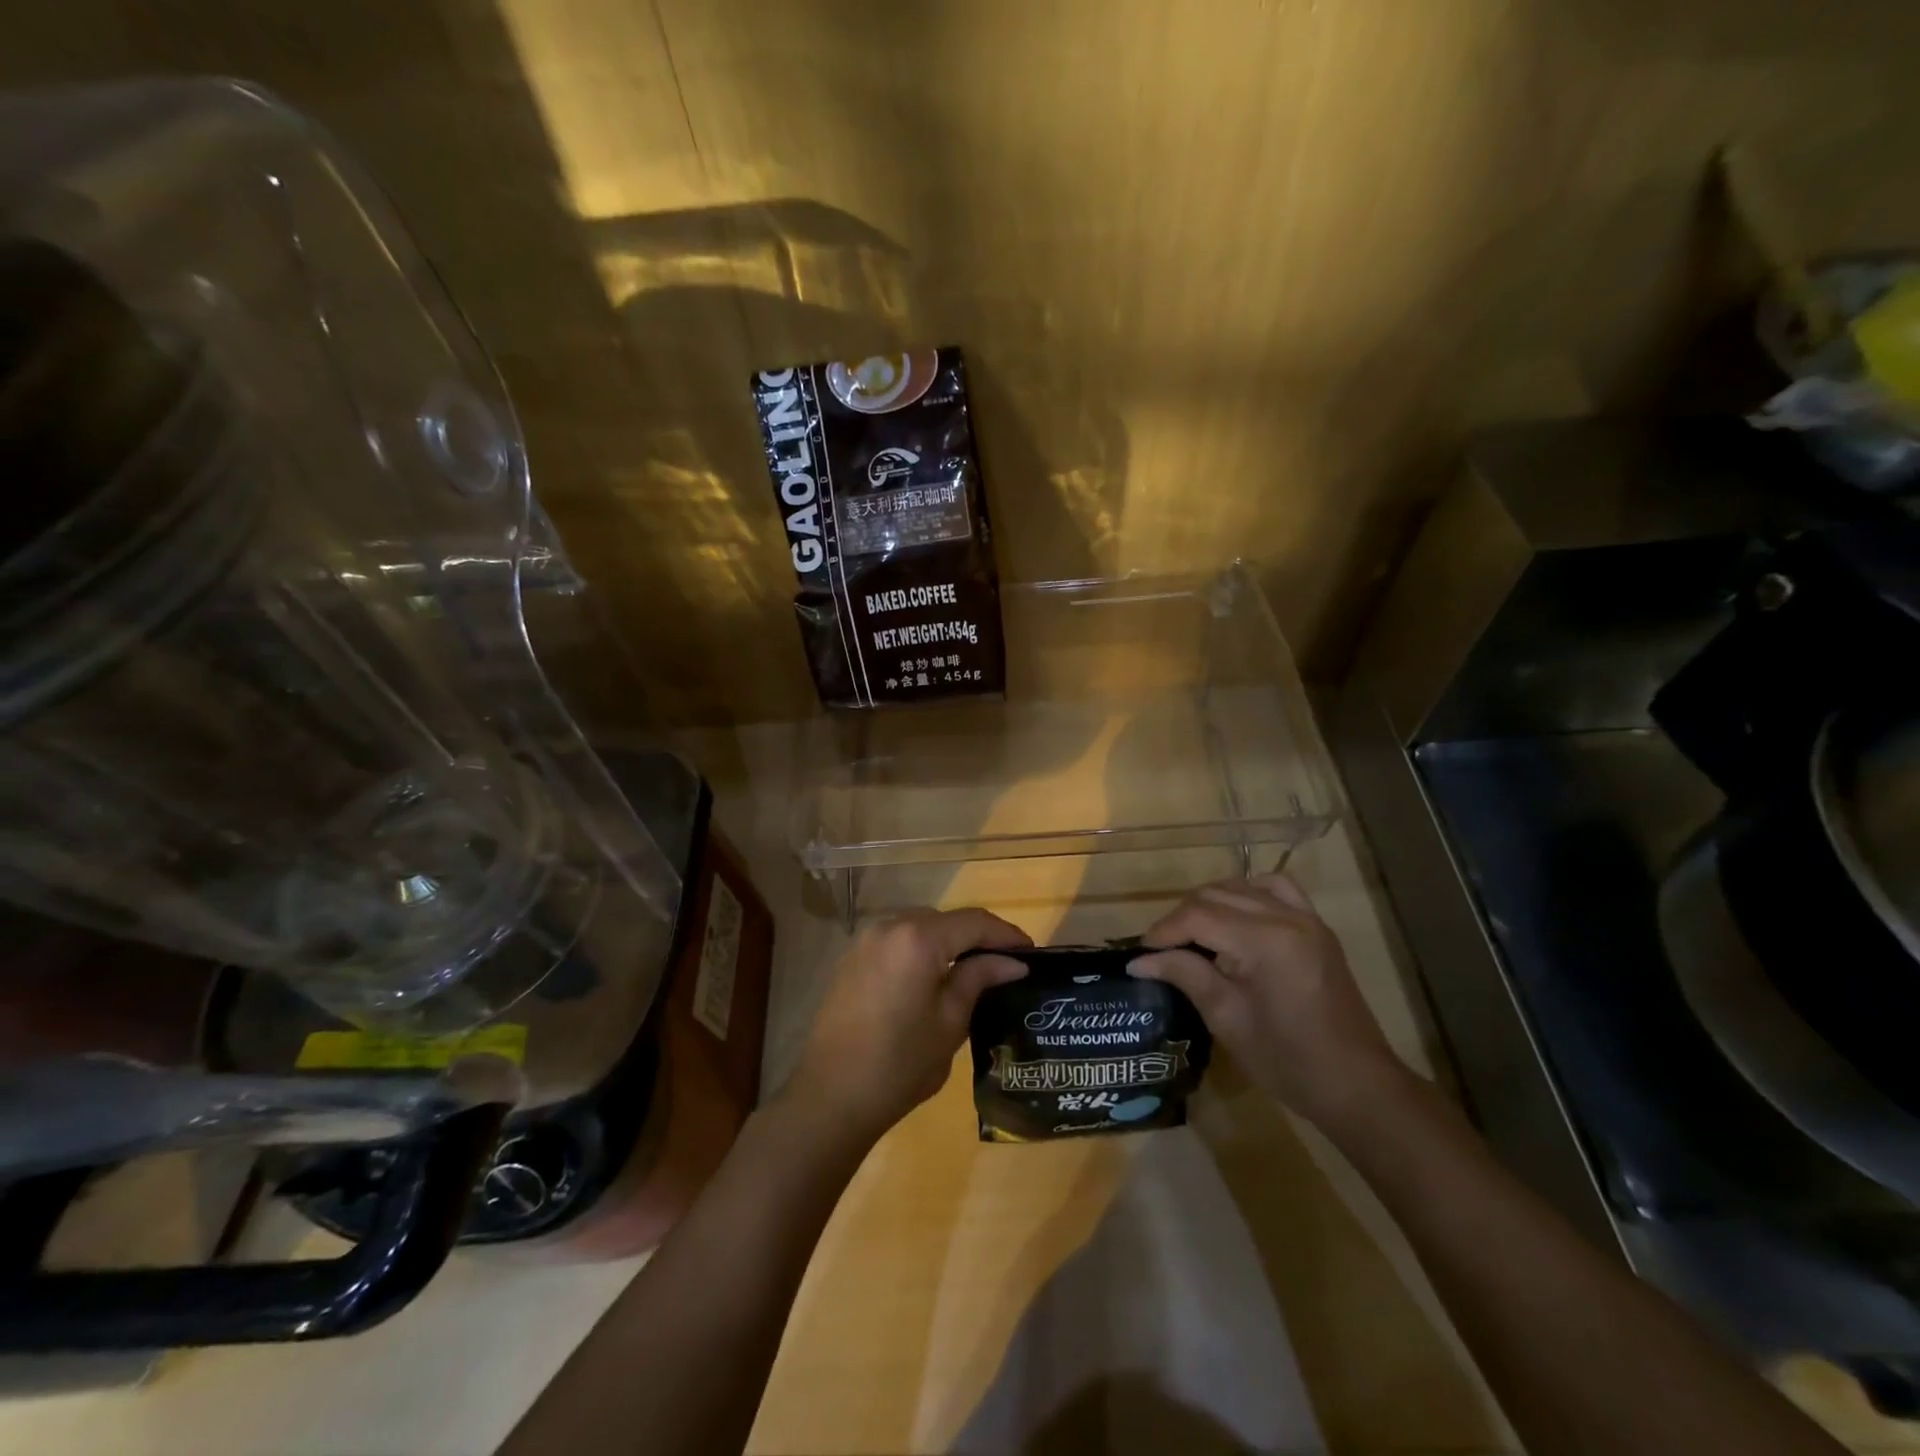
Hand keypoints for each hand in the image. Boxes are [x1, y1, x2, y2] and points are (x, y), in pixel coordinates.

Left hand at [786, 908, 1030, 1143]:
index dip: (1006, 935)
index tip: (1031, 954)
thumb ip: (979, 979)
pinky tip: (935, 978)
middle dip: (978, 937)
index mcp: (918, 938)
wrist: (830, 1097)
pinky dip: (923, 950)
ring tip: (975, 970)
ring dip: (949, 942)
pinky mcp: (853, 959)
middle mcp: (890, 926)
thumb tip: (1012, 963)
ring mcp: (866, 940)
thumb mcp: (950, 1022)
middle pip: (946, 920)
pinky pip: (899, 941)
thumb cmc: (899, 1064)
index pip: (974, 922)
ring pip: (921, 927)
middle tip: (1006, 965)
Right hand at [1129, 873, 1405, 1126]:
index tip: (1142, 955)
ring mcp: (1306, 918)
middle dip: (1181, 918)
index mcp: (1264, 941)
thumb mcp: (1227, 1019)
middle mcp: (1286, 917)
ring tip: (1192, 935)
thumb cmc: (1287, 1061)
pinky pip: (1275, 889)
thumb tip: (1139, 961)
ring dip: (1209, 904)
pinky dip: (1247, 893)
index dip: (1164, 931)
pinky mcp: (1316, 927)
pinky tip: (1234, 915)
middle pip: (1215, 895)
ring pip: (1241, 886)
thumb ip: (1185, 975)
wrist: (1356, 1085)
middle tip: (1161, 951)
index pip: (1198, 916)